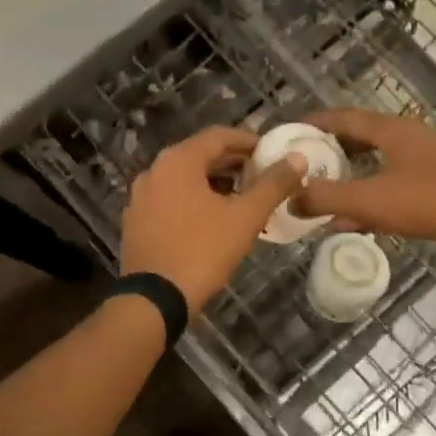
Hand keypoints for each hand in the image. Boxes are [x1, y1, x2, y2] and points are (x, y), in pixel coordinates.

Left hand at [121, 127, 308, 314]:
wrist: (154, 300)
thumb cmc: (202, 251)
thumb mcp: (245, 217)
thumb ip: (273, 184)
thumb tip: (298, 158)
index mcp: (178, 161)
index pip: (219, 136)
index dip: (249, 141)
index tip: (271, 153)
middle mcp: (154, 171)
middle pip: (200, 156)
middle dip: (234, 164)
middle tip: (263, 176)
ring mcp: (141, 197)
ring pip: (185, 179)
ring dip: (216, 184)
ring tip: (245, 199)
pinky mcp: (137, 221)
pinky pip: (171, 199)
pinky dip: (195, 200)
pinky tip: (215, 220)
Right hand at [292, 109, 435, 264]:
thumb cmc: (427, 200)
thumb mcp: (368, 199)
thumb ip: (326, 198)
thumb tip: (291, 200)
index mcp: (391, 130)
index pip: (344, 117)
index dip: (315, 122)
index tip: (290, 130)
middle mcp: (408, 138)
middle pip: (360, 137)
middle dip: (330, 149)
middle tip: (303, 162)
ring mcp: (425, 162)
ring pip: (376, 164)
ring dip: (349, 176)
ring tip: (322, 190)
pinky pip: (391, 186)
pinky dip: (369, 197)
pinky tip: (353, 220)